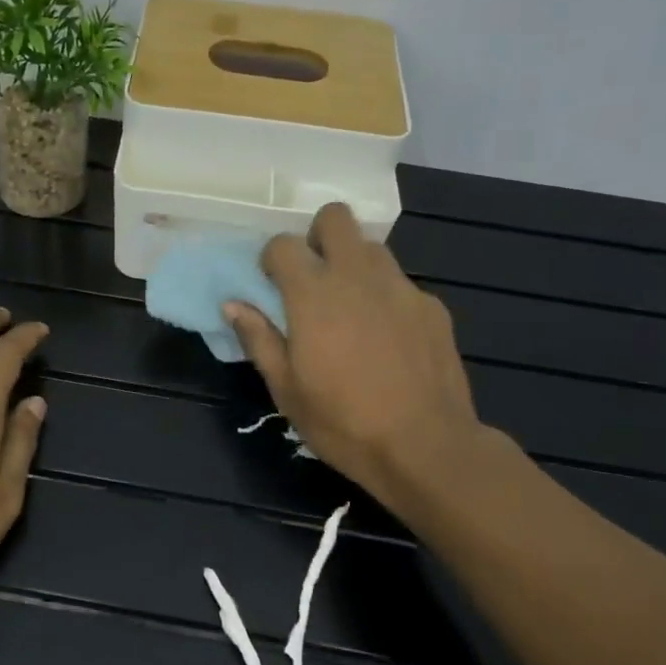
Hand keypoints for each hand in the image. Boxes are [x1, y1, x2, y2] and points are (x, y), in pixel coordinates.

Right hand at [224, 204, 490, 516]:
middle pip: (335, 217)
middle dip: (318, 236)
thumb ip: (258, 339)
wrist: (426, 447)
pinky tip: (389, 339)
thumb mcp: (286, 389)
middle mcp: (357, 276)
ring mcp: (401, 288)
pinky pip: (401, 284)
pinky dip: (386, 297)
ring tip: (351, 308)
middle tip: (313, 277)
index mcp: (313, 293)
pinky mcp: (432, 307)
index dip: (272, 259)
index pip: (283, 244)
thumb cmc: (343, 422)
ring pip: (372, 248)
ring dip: (353, 264)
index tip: (272, 285)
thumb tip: (233, 305)